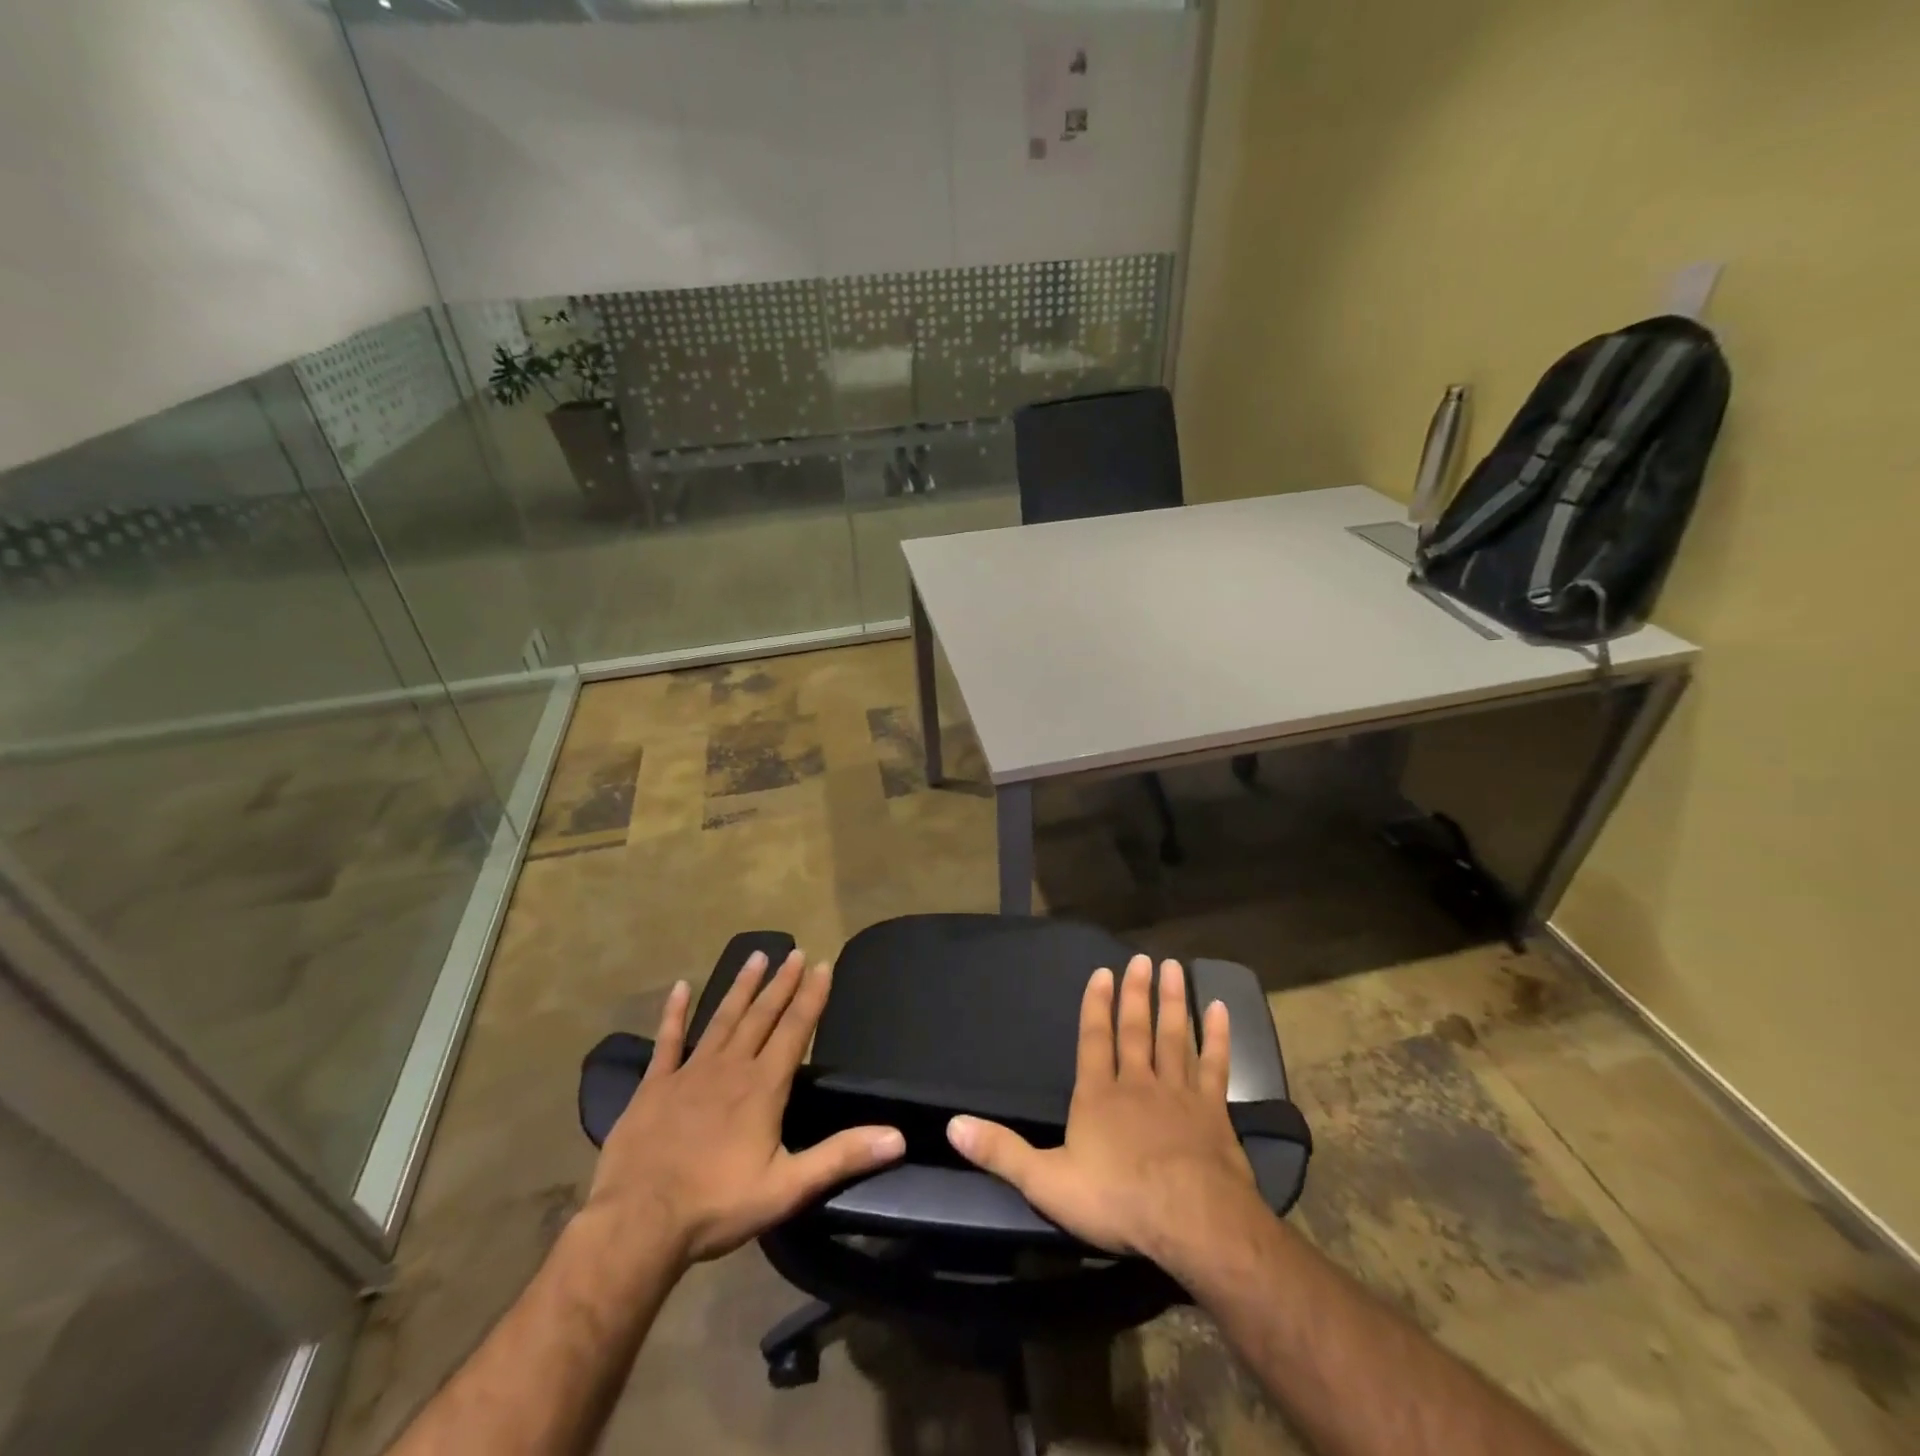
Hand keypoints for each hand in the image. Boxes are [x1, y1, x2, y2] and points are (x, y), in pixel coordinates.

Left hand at [587, 950, 905, 1266]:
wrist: (637, 1223)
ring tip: (756, 956)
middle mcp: (730, 1066)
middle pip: (761, 1015)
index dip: (811, 996)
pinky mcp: (654, 1085)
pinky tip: (682, 986)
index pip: (795, 1029)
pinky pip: (667, 1040)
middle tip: (794, 952)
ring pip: (722, 1018)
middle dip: (781, 983)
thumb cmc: (717, 1205)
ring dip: (741, 986)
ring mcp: (689, 1072)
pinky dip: (675, 1012)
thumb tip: (897, 1137)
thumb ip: (842, 1156)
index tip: (822, 965)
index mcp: (763, 1086)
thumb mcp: (788, 1187)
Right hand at [946, 955, 1266, 1275]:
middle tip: (1143, 959)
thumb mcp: (1046, 1183)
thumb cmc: (1117, 1200)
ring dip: (1172, 1002)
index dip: (1096, 1005)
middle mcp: (1137, 1083)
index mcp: (1098, 1096)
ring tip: (1174, 967)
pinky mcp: (1213, 1111)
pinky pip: (1214, 1065)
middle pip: (1136, 1030)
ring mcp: (1178, 1093)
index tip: (1102, 972)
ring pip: (1174, 1037)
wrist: (1192, 1222)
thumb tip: (952, 1124)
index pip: (1094, 1040)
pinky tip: (1220, 1009)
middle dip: (1136, 993)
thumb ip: (1001, 1152)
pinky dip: (1217, 1037)